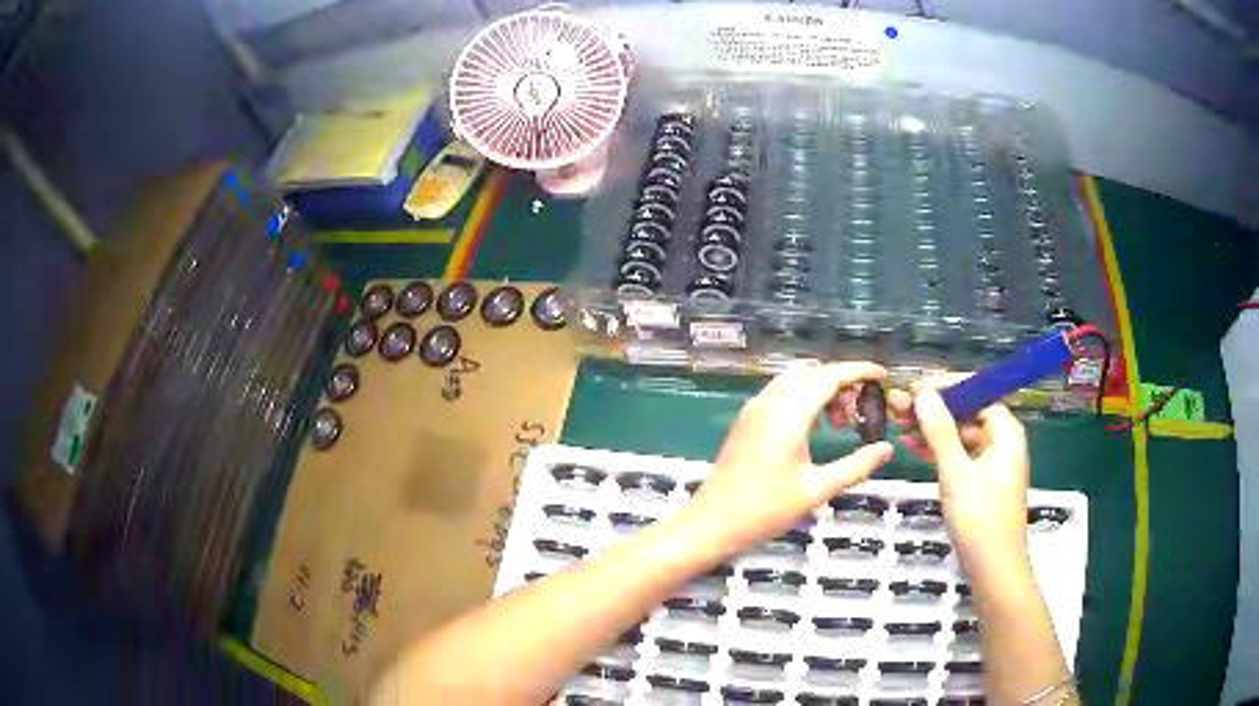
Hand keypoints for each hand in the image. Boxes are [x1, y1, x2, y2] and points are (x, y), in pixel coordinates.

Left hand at [679, 363, 894, 558]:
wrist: (712, 523)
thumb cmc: (765, 509)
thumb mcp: (817, 490)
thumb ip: (856, 466)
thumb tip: (886, 448)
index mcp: (788, 413)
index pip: (830, 376)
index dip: (859, 371)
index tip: (883, 376)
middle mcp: (769, 401)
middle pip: (813, 372)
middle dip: (842, 383)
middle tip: (861, 412)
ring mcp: (754, 409)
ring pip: (796, 381)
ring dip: (822, 390)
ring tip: (841, 424)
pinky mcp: (746, 421)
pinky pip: (781, 394)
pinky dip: (805, 399)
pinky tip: (816, 429)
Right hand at [891, 384, 1029, 572]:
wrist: (994, 569)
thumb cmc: (980, 518)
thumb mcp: (956, 473)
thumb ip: (940, 431)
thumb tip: (924, 393)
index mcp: (1005, 433)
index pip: (977, 394)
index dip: (947, 388)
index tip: (915, 387)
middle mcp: (1002, 442)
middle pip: (967, 414)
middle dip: (933, 410)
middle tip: (899, 407)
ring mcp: (992, 463)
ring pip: (960, 436)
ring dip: (932, 431)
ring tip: (899, 425)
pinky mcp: (982, 482)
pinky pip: (960, 456)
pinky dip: (939, 451)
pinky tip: (913, 447)